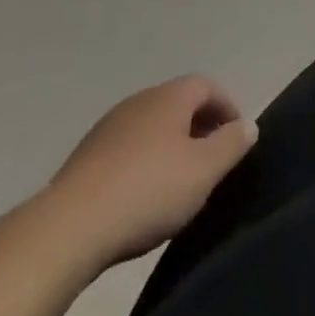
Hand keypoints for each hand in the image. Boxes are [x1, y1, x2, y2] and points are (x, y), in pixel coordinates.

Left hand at [42, 76, 257, 268]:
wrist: (66, 229)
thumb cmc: (148, 191)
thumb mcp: (204, 170)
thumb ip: (232, 144)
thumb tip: (248, 125)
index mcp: (170, 96)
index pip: (208, 86)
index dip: (227, 108)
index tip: (236, 139)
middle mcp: (139, 100)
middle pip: (178, 104)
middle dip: (199, 128)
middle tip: (211, 162)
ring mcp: (107, 128)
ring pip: (151, 128)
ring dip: (169, 146)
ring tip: (178, 183)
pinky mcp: (84, 158)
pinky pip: (126, 150)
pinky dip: (141, 164)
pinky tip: (140, 197)